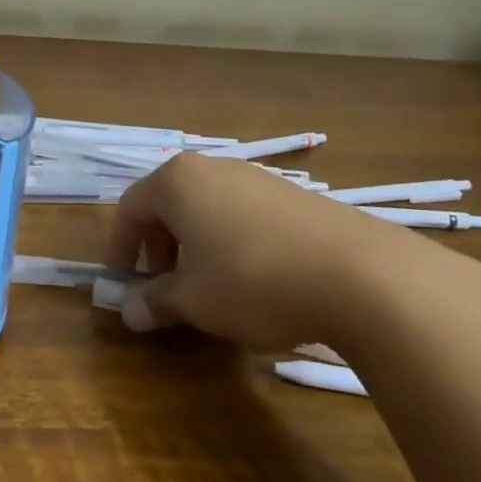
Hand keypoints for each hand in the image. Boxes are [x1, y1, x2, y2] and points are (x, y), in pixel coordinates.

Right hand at [103, 152, 478, 349]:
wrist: (361, 275)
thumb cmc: (253, 281)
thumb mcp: (195, 301)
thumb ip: (156, 302)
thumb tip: (129, 312)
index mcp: (177, 182)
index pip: (130, 208)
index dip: (120, 247)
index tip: (121, 282)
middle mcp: (213, 169)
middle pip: (168, 204)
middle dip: (158, 246)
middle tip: (162, 285)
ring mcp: (257, 178)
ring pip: (207, 208)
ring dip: (194, 245)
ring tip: (207, 286)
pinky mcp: (293, 196)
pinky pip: (242, 214)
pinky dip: (230, 241)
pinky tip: (252, 278)